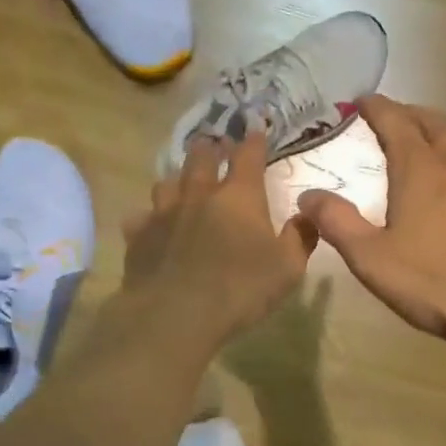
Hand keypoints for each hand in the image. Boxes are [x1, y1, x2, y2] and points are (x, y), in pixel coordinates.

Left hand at [120, 133, 316, 350]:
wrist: (175, 314)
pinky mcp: (138, 236)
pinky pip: (141, 217)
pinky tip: (151, 225)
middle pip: (200, 158)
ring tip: (181, 183)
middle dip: (209, 148)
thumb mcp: (288, 269)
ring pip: (167, 182)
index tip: (256, 130)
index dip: (254, 141)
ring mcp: (163, 213)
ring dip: (177, 178)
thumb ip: (300, 239)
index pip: (248, 156)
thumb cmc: (240, 290)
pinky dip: (148, 217)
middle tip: (213, 145)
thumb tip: (307, 216)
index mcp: (239, 197)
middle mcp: (199, 194)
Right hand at [298, 96, 445, 351]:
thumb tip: (308, 196)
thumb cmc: (436, 283)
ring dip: (442, 134)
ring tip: (429, 144)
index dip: (376, 107)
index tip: (361, 100)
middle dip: (410, 113)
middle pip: (434, 121)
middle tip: (394, 116)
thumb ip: (337, 223)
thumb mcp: (372, 259)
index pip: (395, 121)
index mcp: (421, 168)